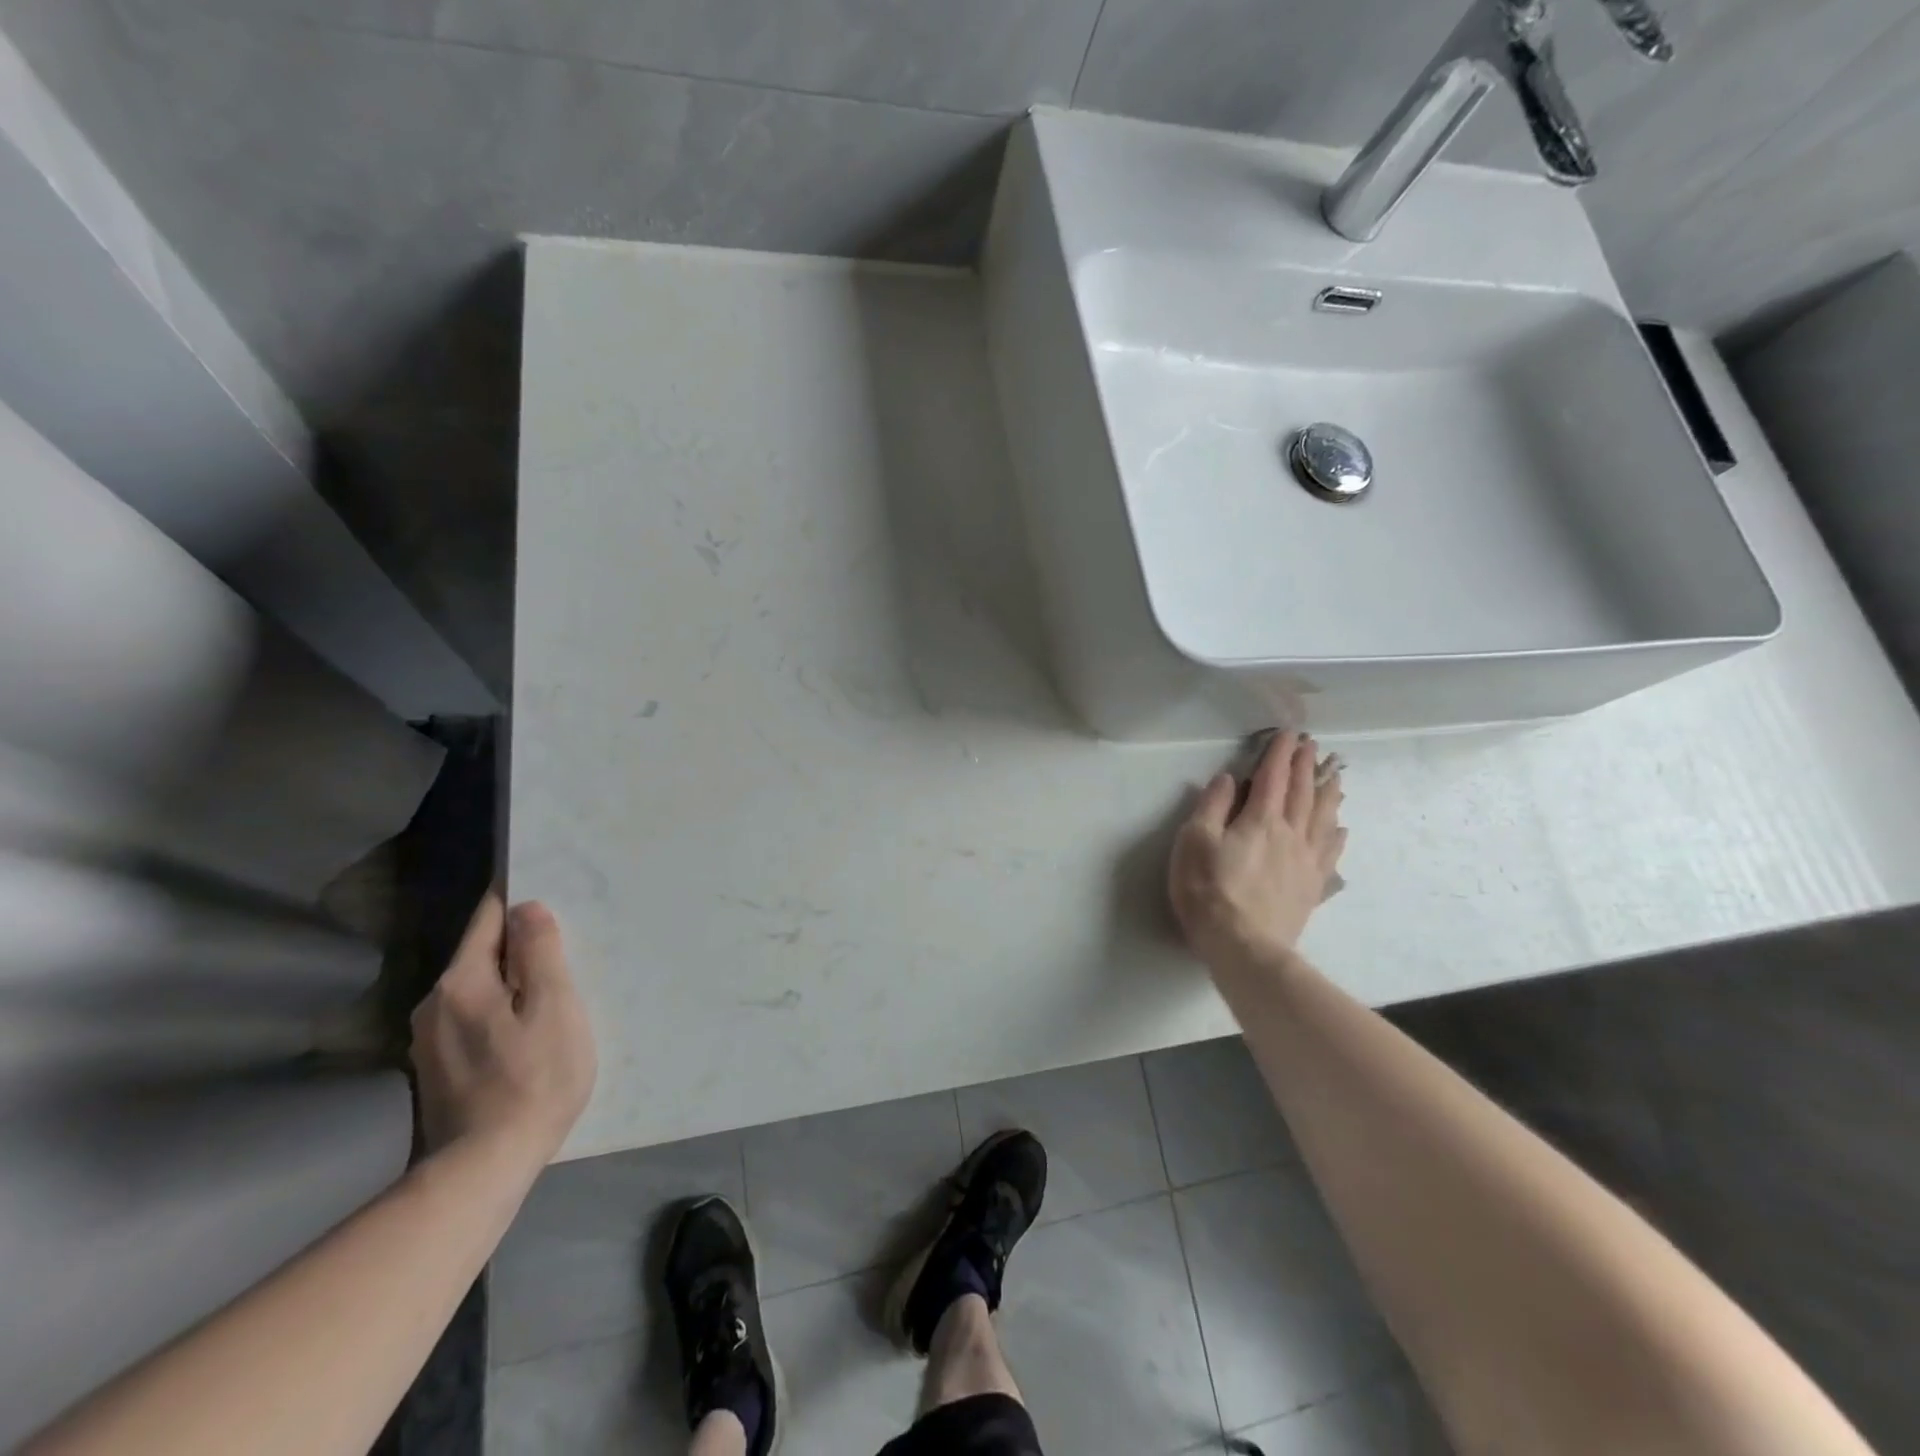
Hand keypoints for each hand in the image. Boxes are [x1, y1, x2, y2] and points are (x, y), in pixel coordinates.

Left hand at [410, 895, 596, 1166]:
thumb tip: (526, 908)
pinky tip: (528, 1035)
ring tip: (552, 995)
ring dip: (513, 985)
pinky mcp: (438, 1070)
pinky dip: (502, 1014)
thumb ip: (540, 951)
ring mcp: (430, 1041)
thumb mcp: (554, 1006)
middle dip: (520, 948)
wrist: (484, 1168)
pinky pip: (475, 1020)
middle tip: (566, 952)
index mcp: (460, 981)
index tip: (551, 898)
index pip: (488, 920)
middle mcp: (434, 1004)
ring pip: (479, 990)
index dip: (519, 904)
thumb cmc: (533, 1078)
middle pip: (482, 955)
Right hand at [1169, 731, 1346, 971]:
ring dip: (1328, 792)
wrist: (1244, 947)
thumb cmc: (1209, 891)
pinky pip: (1330, 853)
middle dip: (1306, 765)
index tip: (1288, 732)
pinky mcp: (1311, 887)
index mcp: (1260, 820)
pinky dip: (1337, 835)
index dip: (1279, 753)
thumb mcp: (1195, 842)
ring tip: (1334, 775)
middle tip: (1312, 744)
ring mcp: (1305, 861)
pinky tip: (1342, 828)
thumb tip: (1227, 779)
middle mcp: (1290, 834)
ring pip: (1323, 818)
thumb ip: (1211, 807)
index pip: (1272, 778)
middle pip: (1302, 793)